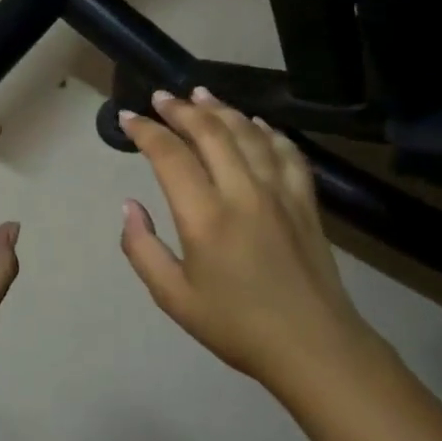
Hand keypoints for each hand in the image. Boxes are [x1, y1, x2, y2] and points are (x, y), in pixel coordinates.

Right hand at [118, 88, 372, 395]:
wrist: (313, 346)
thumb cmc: (236, 326)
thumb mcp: (173, 297)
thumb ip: (142, 248)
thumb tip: (129, 206)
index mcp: (205, 217)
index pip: (170, 155)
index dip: (146, 131)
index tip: (128, 118)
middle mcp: (243, 192)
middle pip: (211, 132)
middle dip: (181, 109)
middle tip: (161, 97)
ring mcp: (280, 192)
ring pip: (249, 133)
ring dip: (221, 109)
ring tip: (200, 94)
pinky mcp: (305, 200)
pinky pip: (286, 151)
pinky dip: (267, 130)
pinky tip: (256, 123)